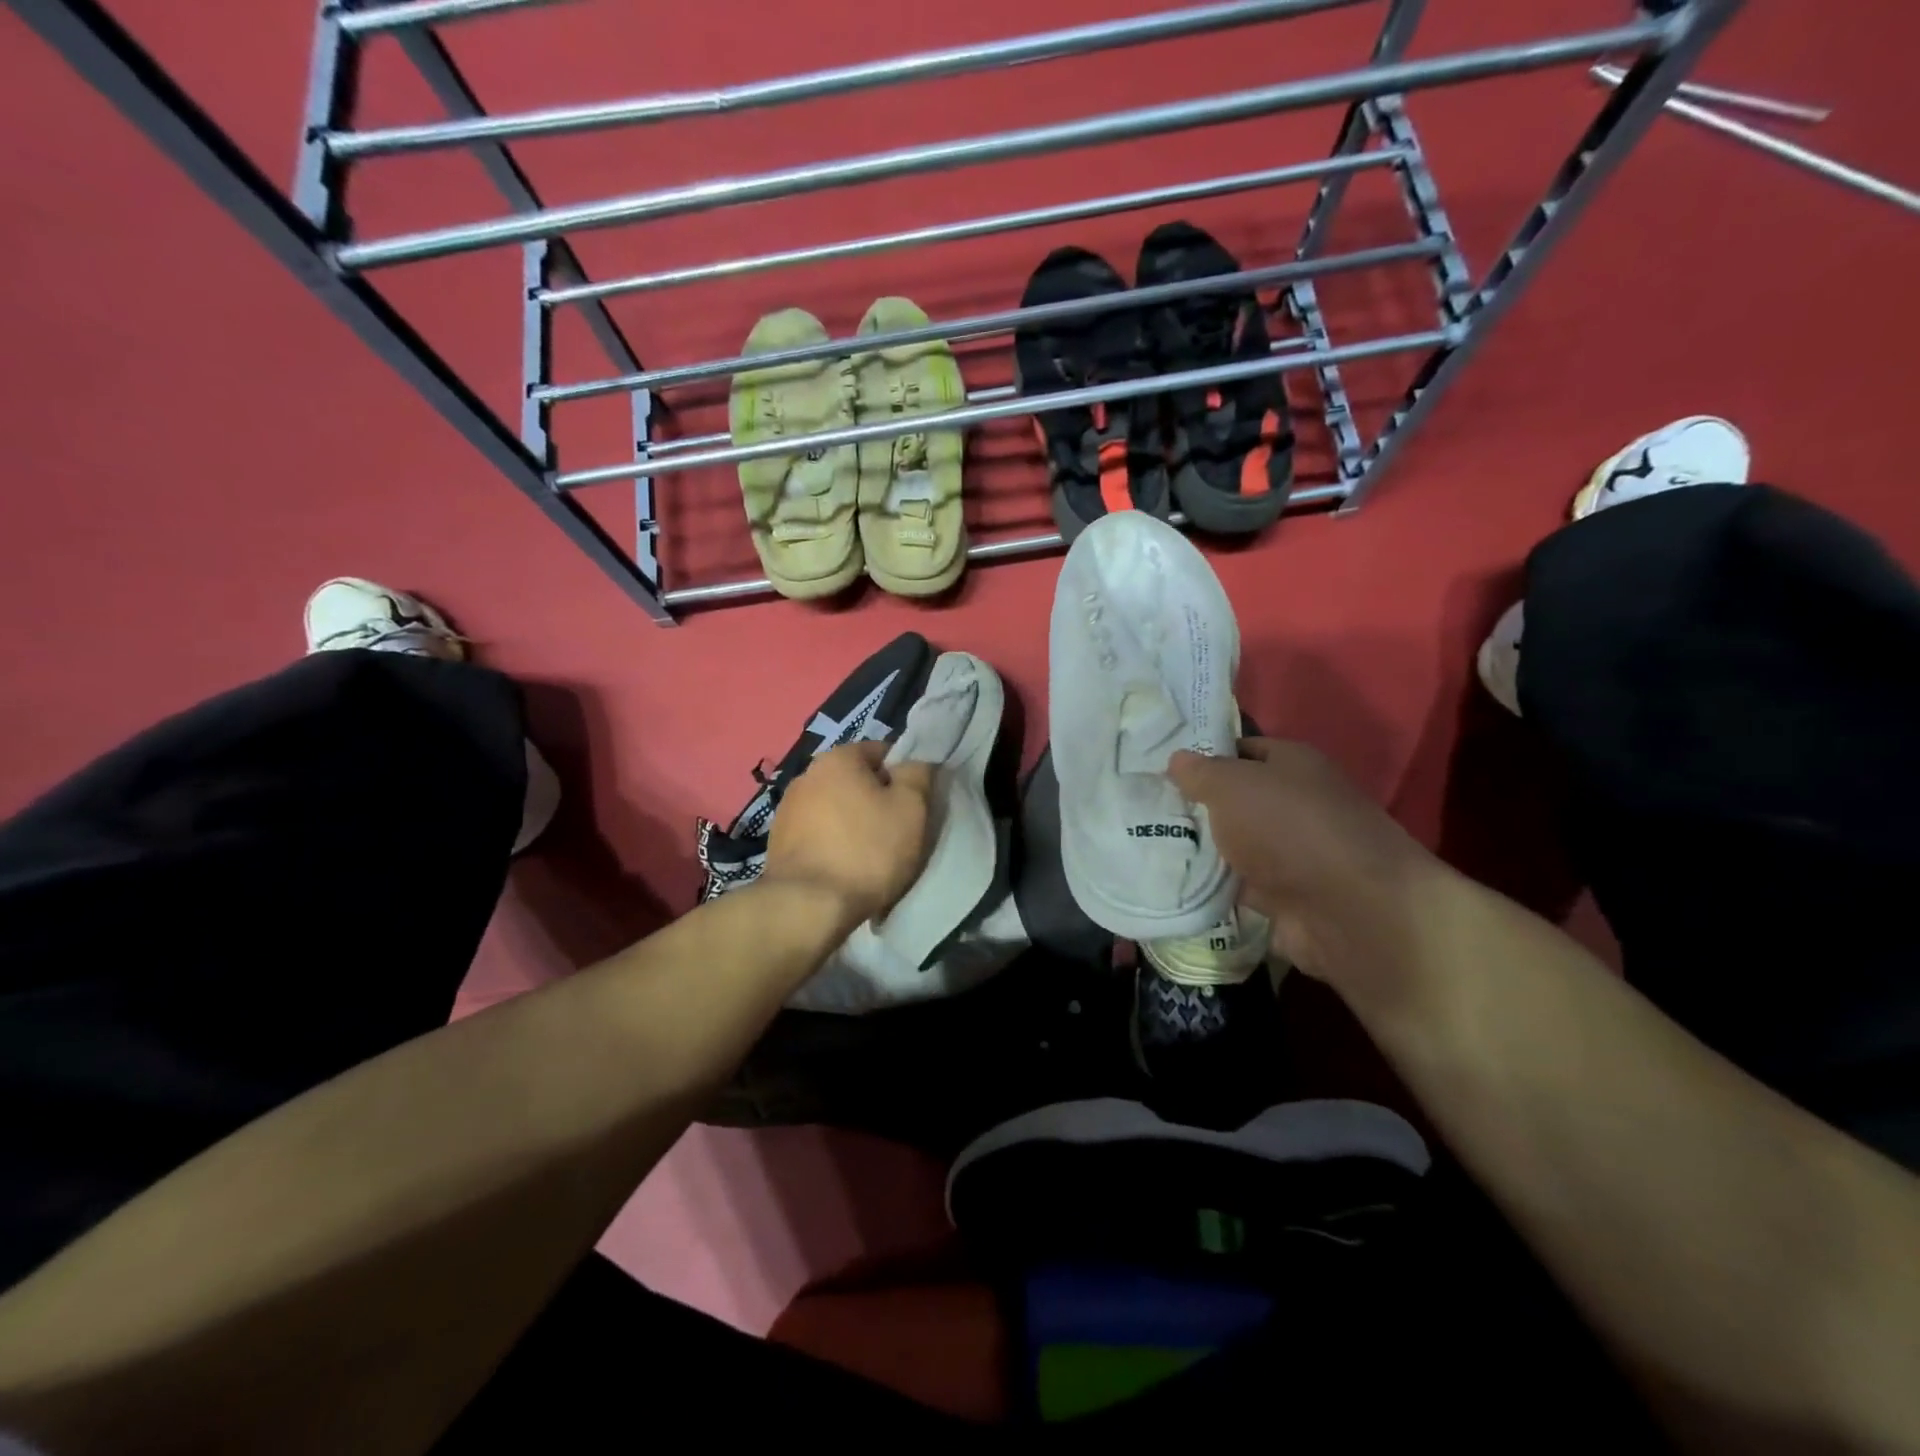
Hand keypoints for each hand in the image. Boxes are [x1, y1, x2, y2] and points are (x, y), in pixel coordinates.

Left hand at [765, 743, 935, 927]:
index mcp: (838, 758)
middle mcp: (806, 775)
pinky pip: (817, 835)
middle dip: (876, 801)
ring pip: (835, 809)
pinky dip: (832, 845)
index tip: (913, 807)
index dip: (903, 777)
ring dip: (852, 824)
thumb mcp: (911, 808)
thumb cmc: (867, 851)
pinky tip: (844, 870)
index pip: (881, 752)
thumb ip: (918, 774)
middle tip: (896, 833)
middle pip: (856, 781)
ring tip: (868, 857)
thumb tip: (915, 762)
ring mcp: (787, 809)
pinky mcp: (777, 842)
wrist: (807, 906)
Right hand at [1169, 738, 1446, 1004]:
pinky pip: (1239, 888)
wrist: (1350, 911)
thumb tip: (1177, 759)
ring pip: (1236, 847)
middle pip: (1237, 802)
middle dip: (1196, 808)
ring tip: (1146, 848)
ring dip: (1203, 852)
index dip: (1204, 757)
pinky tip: (1174, 886)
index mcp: (1294, 765)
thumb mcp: (1232, 786)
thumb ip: (1200, 772)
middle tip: (1145, 810)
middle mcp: (1297, 805)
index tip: (1160, 769)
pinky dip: (1214, 890)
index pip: (1242, 750)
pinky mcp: (1287, 899)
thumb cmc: (1289, 828)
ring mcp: (1294, 855)